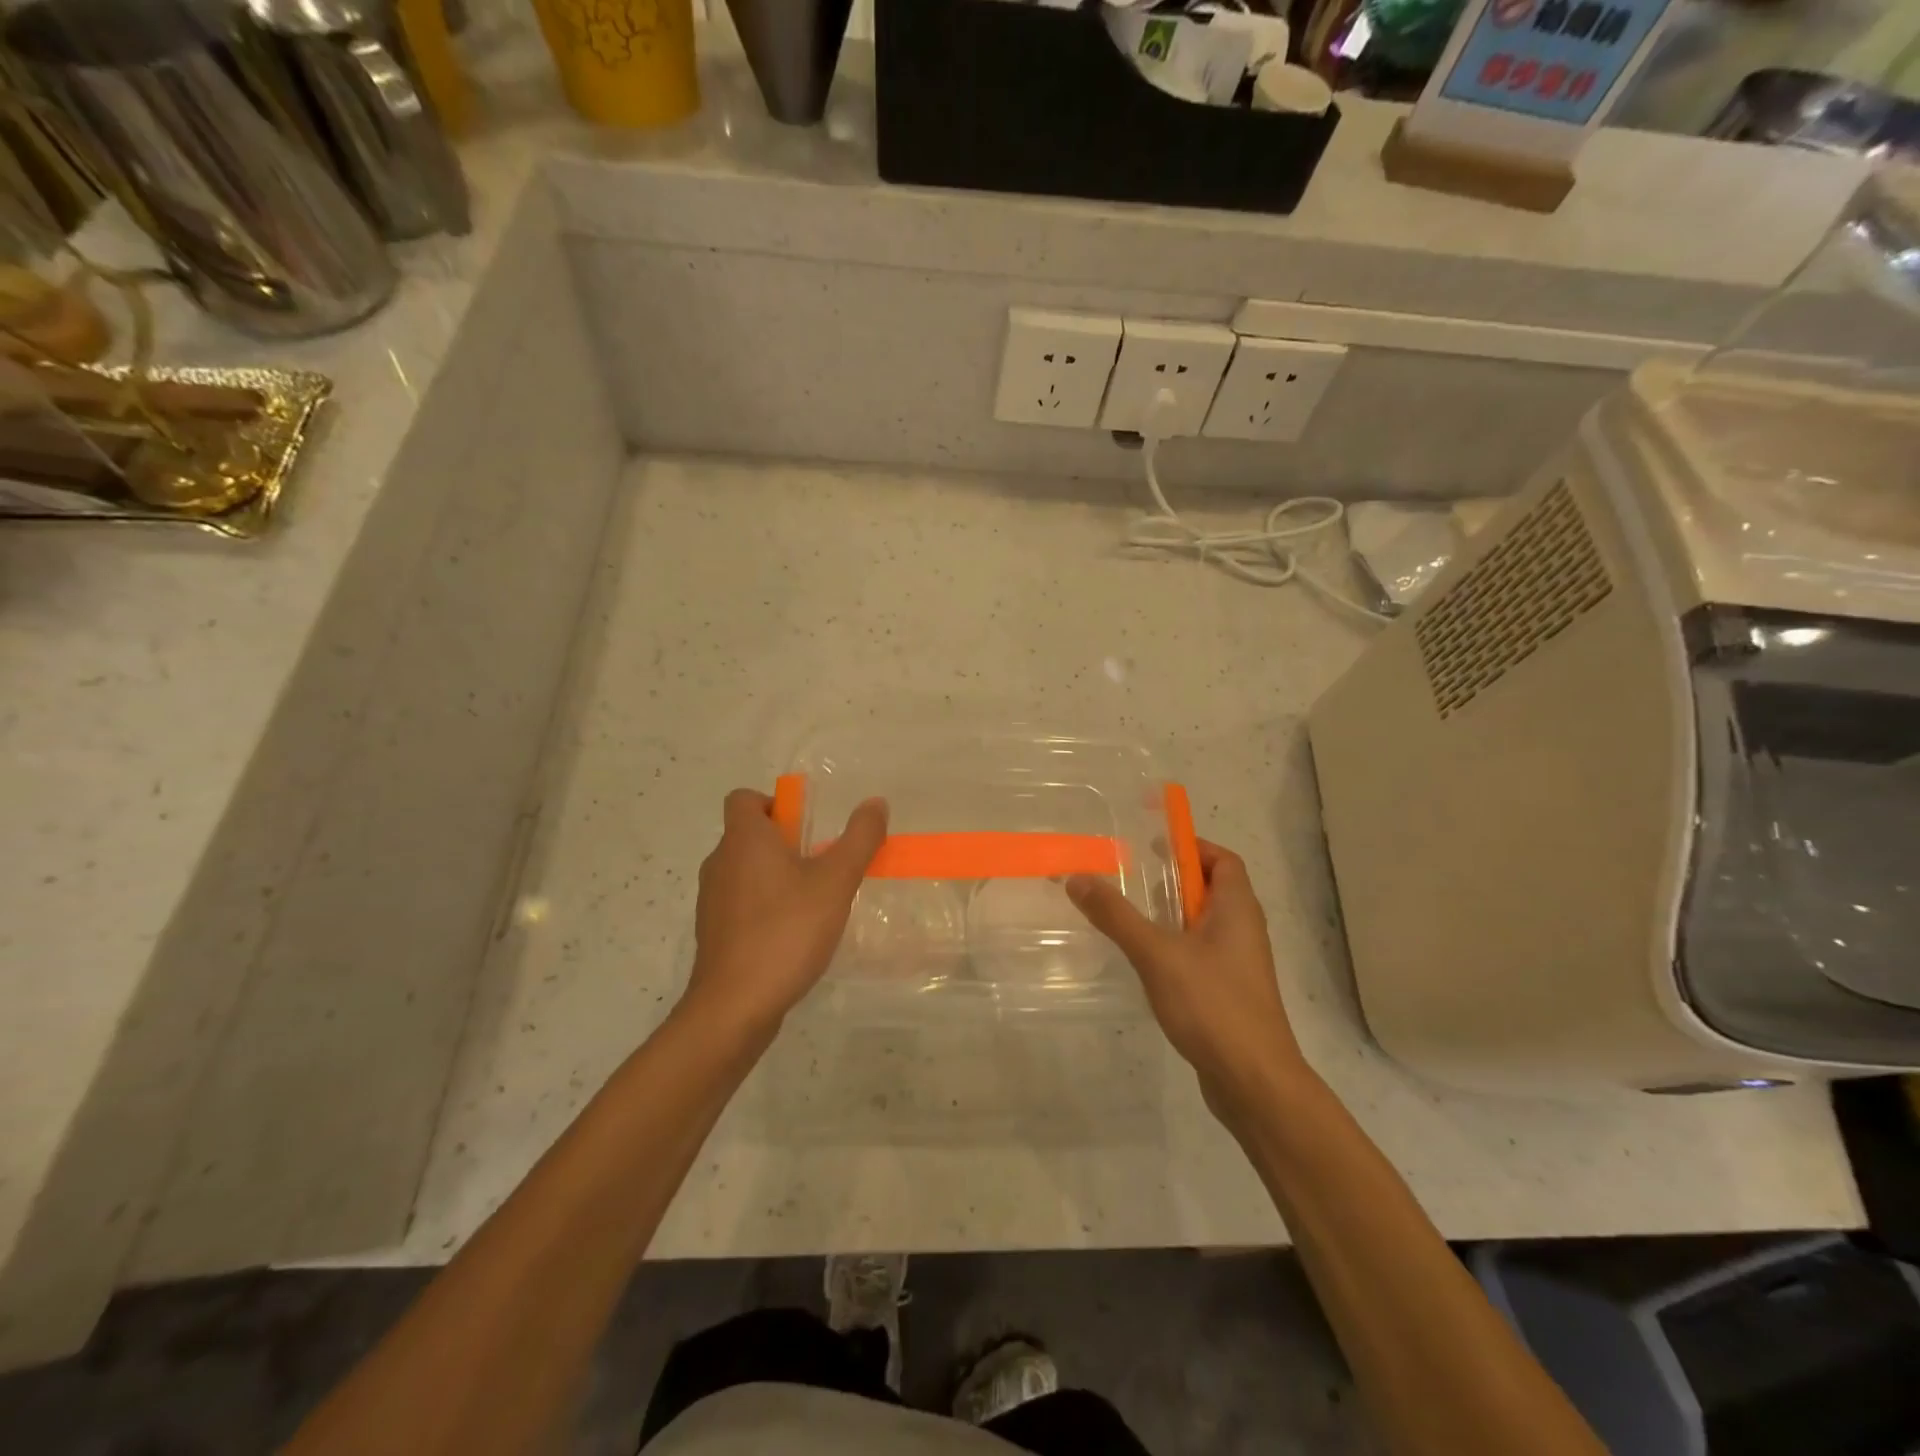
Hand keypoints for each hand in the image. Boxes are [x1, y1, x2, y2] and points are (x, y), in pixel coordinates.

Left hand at [683, 789, 888, 1037]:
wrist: (734, 1005)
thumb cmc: (786, 931)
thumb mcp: (835, 882)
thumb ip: (859, 839)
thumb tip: (875, 802)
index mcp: (744, 840)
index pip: (743, 798)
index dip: (774, 803)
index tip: (806, 826)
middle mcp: (720, 862)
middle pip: (748, 835)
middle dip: (785, 842)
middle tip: (823, 864)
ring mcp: (711, 900)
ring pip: (745, 871)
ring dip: (776, 876)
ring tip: (813, 902)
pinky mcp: (713, 933)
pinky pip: (740, 904)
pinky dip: (764, 907)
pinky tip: (792, 934)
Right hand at [1068, 841, 1306, 1124]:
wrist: (1253, 1082)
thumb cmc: (1212, 1004)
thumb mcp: (1156, 953)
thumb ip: (1116, 916)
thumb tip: (1078, 878)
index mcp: (1237, 909)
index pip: (1224, 860)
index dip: (1193, 847)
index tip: (1153, 847)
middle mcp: (1244, 930)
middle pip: (1212, 889)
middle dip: (1174, 880)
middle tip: (1131, 880)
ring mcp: (1239, 965)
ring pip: (1204, 925)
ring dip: (1172, 915)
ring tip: (1131, 917)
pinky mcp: (1229, 994)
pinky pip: (1201, 954)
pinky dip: (1175, 947)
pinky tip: (1146, 963)